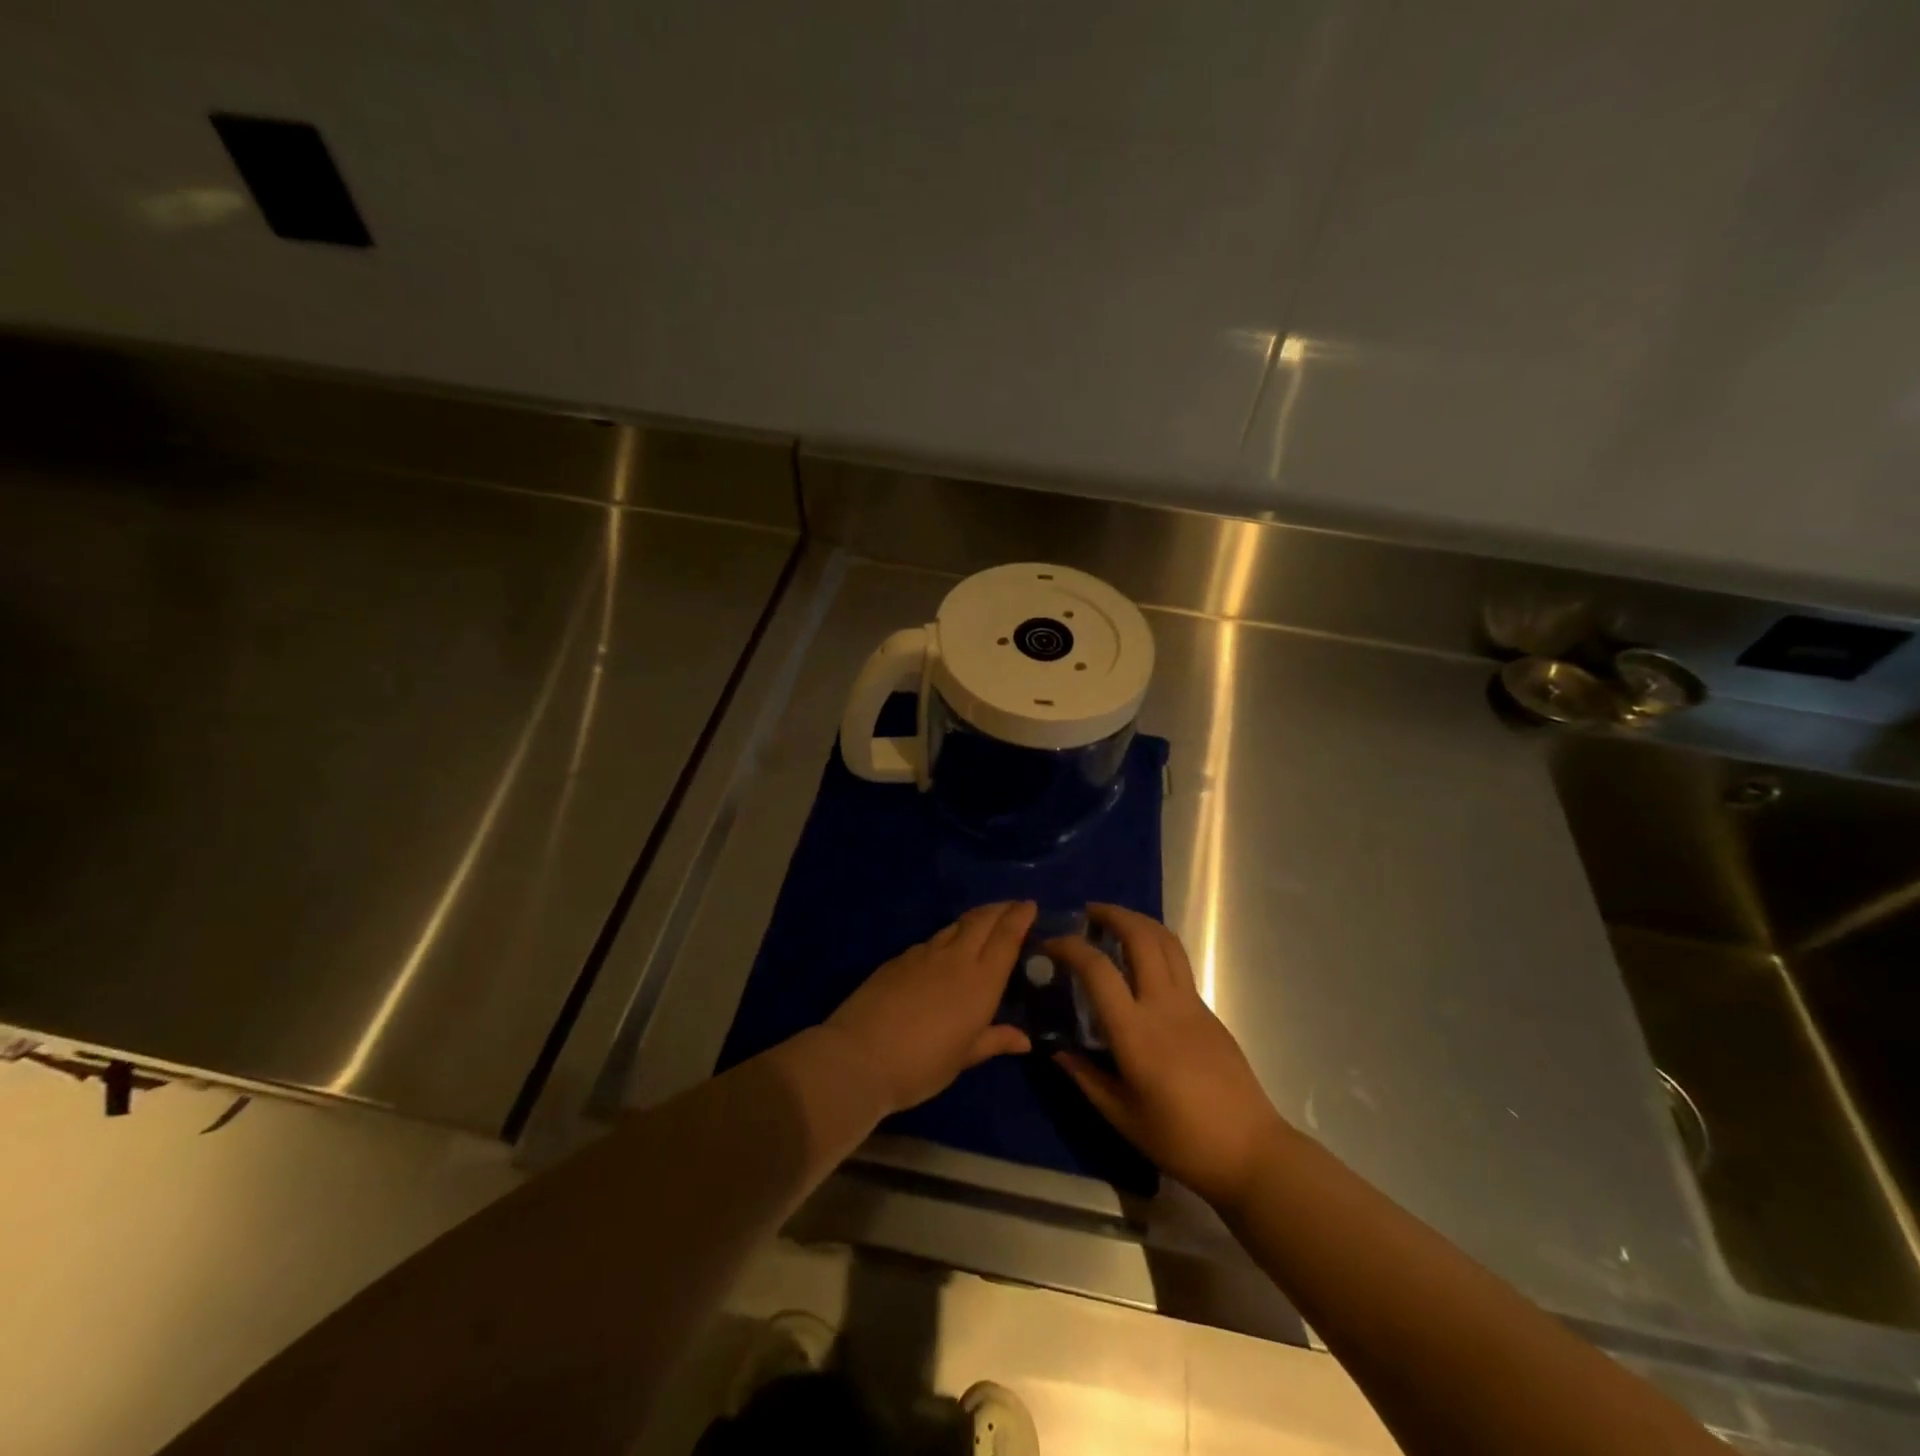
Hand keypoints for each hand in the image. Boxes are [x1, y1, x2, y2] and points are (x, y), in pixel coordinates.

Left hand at [826, 901, 1035, 1115]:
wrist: (859, 1056)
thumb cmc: (922, 1065)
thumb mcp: (963, 1057)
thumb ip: (994, 1040)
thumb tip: (1024, 1039)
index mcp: (981, 981)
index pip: (1006, 936)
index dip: (1020, 916)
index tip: (1029, 905)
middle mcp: (956, 958)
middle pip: (982, 920)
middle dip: (1000, 909)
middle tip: (1012, 907)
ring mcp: (924, 954)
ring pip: (956, 925)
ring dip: (974, 919)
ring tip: (983, 922)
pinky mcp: (899, 958)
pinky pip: (931, 940)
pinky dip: (947, 936)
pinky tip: (944, 949)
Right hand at [1049, 905, 1287, 1210]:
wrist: (1250, 1151)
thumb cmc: (1181, 1140)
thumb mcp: (1122, 1117)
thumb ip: (1085, 1078)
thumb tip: (1055, 1051)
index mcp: (1136, 1033)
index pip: (1098, 971)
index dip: (1071, 948)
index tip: (1051, 943)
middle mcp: (1164, 1005)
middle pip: (1141, 938)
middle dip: (1113, 914)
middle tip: (1088, 913)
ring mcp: (1191, 1003)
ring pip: (1166, 942)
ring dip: (1139, 921)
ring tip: (1115, 923)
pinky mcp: (1208, 1010)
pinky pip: (1179, 962)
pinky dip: (1155, 945)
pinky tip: (1141, 961)